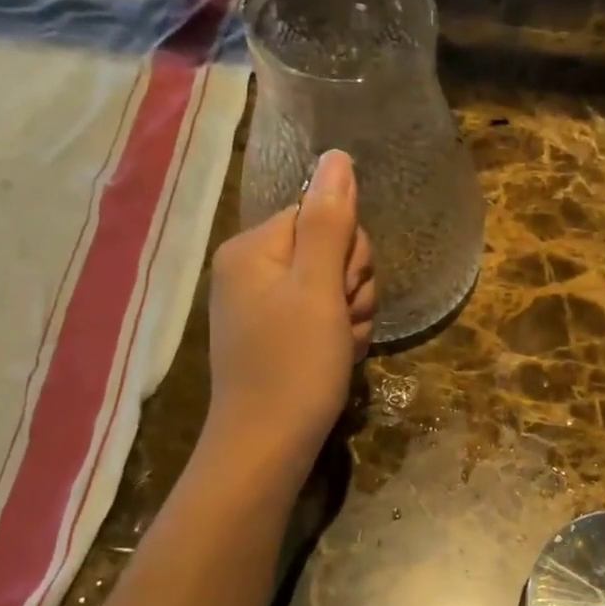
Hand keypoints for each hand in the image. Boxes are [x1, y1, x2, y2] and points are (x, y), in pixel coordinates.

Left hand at [203, 151, 376, 481]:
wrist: (267, 448)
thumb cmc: (294, 366)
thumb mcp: (318, 289)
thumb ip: (330, 221)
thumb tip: (336, 156)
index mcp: (253, 248)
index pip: (323, 216)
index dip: (347, 254)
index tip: (340, 294)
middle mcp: (252, 269)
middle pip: (332, 249)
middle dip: (351, 287)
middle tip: (340, 323)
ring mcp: (264, 304)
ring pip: (336, 284)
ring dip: (352, 314)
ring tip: (339, 347)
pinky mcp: (278, 334)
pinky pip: (325, 314)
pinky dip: (340, 334)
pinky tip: (336, 357)